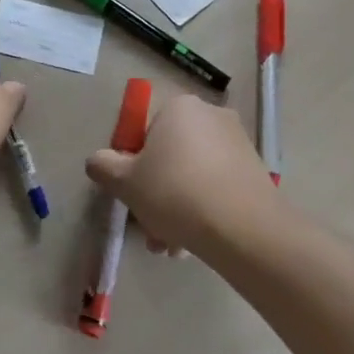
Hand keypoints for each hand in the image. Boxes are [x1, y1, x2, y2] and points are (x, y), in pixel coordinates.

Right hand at [85, 94, 275, 252]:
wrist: (244, 229)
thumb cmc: (176, 193)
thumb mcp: (125, 182)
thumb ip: (103, 166)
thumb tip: (98, 161)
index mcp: (179, 107)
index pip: (145, 131)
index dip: (134, 163)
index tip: (133, 193)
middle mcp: (210, 115)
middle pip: (170, 154)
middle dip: (156, 192)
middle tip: (150, 227)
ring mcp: (237, 142)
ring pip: (193, 174)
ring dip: (177, 207)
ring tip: (170, 246)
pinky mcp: (256, 170)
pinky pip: (217, 185)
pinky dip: (203, 208)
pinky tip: (194, 242)